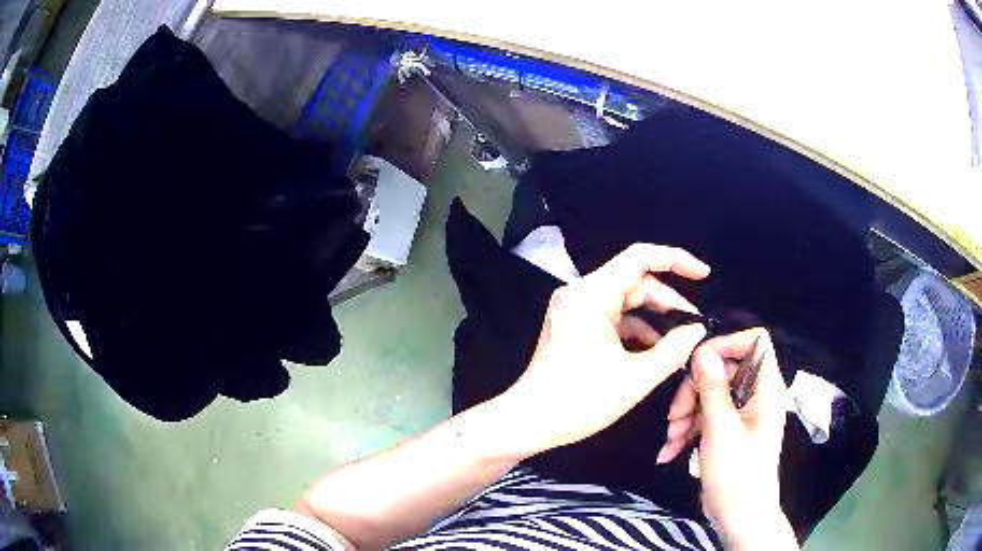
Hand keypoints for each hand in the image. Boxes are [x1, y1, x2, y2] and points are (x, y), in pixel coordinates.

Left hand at [494, 243, 710, 457]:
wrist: (529, 422)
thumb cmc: (580, 401)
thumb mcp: (636, 377)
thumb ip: (673, 350)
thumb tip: (697, 331)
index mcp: (591, 295)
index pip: (640, 258)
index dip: (676, 260)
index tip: (703, 274)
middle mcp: (580, 293)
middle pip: (635, 281)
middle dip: (668, 300)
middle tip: (695, 324)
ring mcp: (575, 309)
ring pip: (626, 301)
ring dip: (654, 317)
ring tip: (680, 340)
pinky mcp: (574, 326)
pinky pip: (613, 317)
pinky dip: (636, 329)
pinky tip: (656, 349)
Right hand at [663, 329, 796, 548]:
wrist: (740, 517)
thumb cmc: (737, 474)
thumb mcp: (720, 430)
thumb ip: (712, 388)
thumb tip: (702, 351)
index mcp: (765, 388)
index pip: (755, 342)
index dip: (727, 344)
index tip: (698, 362)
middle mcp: (757, 396)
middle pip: (724, 370)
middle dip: (694, 390)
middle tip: (674, 416)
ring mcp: (742, 414)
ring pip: (711, 395)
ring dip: (686, 414)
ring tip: (671, 439)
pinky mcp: (729, 431)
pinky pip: (707, 417)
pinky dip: (689, 430)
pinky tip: (671, 450)